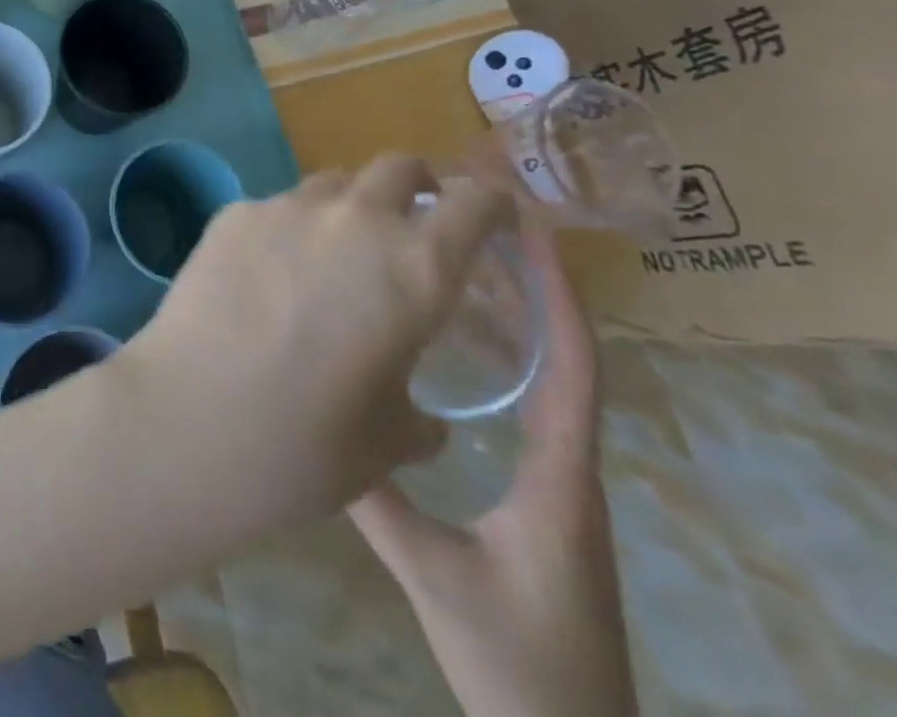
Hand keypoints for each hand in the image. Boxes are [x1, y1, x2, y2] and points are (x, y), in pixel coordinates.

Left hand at [116, 156, 514, 525]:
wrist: (192, 419)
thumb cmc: (306, 445)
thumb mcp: (388, 442)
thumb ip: (419, 417)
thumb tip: (426, 420)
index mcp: (416, 268)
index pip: (475, 203)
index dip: (491, 203)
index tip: (494, 213)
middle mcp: (354, 220)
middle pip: (397, 167)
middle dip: (415, 185)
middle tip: (410, 221)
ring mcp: (286, 207)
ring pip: (331, 185)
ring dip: (346, 208)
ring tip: (330, 255)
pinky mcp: (233, 213)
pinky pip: (275, 208)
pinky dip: (287, 230)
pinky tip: (265, 277)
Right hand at [348, 218, 637, 716]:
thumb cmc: (517, 667)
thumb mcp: (435, 577)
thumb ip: (378, 500)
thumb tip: (323, 420)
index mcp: (561, 478)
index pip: (572, 370)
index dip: (558, 297)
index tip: (535, 234)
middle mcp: (571, 468)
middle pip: (565, 359)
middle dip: (537, 289)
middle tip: (486, 229)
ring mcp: (562, 484)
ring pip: (550, 382)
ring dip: (522, 319)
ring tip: (469, 266)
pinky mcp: (545, 497)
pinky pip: (534, 408)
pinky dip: (509, 360)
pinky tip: (465, 348)